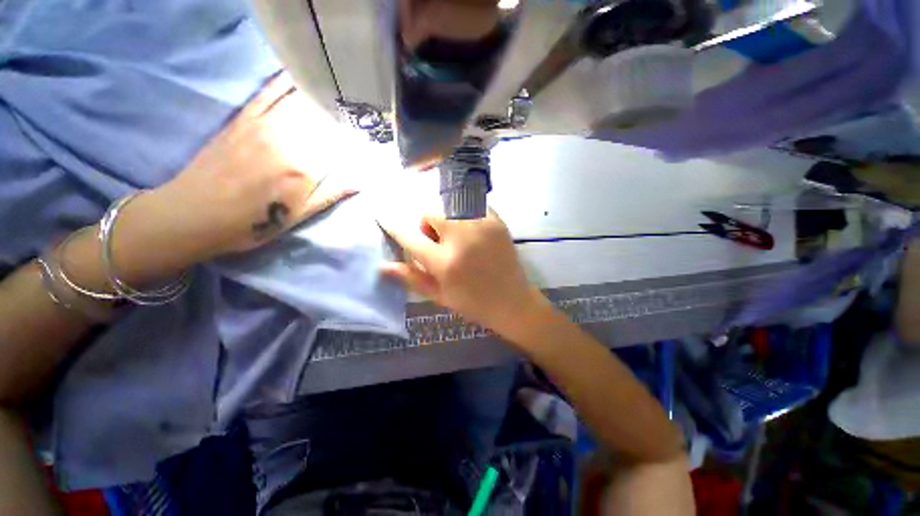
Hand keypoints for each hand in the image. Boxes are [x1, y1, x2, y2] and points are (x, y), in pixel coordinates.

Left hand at [145, 72, 354, 263]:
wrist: (193, 214)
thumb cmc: (253, 222)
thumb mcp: (299, 215)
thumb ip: (331, 194)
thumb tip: (361, 181)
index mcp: (303, 168)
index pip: (339, 145)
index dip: (356, 138)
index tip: (368, 136)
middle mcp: (286, 139)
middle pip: (323, 120)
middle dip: (342, 115)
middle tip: (357, 112)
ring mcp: (262, 125)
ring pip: (299, 103)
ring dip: (321, 97)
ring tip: (338, 93)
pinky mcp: (242, 119)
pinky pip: (267, 94)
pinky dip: (283, 83)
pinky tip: (298, 75)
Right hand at [377, 209, 548, 339]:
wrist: (513, 302)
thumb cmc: (473, 303)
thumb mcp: (439, 296)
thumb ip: (411, 278)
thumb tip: (383, 265)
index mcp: (446, 263)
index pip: (411, 238)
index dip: (393, 226)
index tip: (383, 216)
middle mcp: (462, 239)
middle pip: (431, 213)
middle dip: (427, 224)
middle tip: (437, 241)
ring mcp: (482, 226)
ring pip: (450, 205)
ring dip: (445, 217)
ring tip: (455, 236)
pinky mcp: (497, 221)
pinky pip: (471, 205)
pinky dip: (464, 213)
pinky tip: (470, 230)